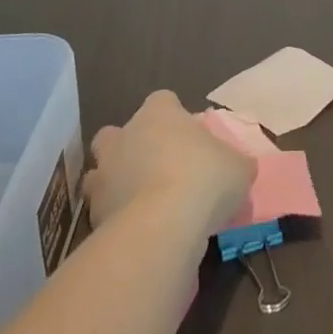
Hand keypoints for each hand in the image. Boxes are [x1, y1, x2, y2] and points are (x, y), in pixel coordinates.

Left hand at [85, 91, 255, 235]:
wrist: (162, 227)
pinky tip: (137, 232)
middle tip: (156, 169)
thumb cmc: (204, 179)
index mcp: (159, 113)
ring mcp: (104, 174)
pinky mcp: (93, 213)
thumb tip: (239, 168)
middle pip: (119, 133)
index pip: (163, 101)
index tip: (188, 138)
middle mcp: (125, 135)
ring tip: (141, 204)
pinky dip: (115, 218)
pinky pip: (104, 210)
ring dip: (116, 184)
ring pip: (102, 172)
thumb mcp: (239, 168)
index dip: (174, 117)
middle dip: (131, 148)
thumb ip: (235, 163)